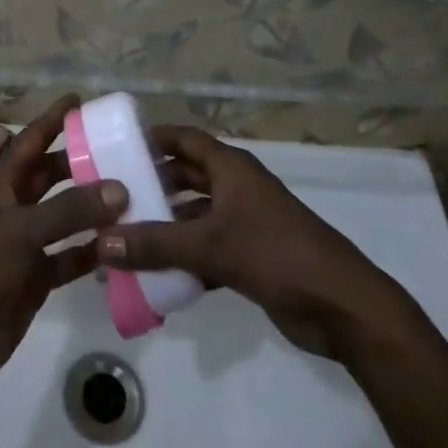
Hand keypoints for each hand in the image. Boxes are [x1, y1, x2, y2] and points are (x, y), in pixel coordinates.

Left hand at [0, 97, 127, 393]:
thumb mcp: (22, 231)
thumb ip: (70, 209)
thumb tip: (119, 188)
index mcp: (0, 185)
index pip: (29, 141)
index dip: (52, 120)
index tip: (79, 99)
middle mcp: (13, 207)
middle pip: (50, 176)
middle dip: (80, 163)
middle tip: (120, 150)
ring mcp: (25, 243)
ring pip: (64, 216)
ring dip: (93, 208)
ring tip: (133, 194)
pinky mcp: (36, 276)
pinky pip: (70, 256)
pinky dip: (92, 250)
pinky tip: (122, 246)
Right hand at [97, 125, 411, 361]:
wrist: (345, 309)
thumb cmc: (278, 256)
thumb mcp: (211, 246)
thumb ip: (155, 244)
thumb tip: (101, 243)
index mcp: (231, 168)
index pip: (184, 138)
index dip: (152, 138)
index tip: (115, 146)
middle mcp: (236, 188)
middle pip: (186, 176)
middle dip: (152, 185)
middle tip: (111, 197)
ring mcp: (246, 223)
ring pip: (194, 215)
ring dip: (165, 225)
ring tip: (124, 237)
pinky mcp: (252, 256)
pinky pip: (207, 248)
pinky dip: (184, 257)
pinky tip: (155, 274)